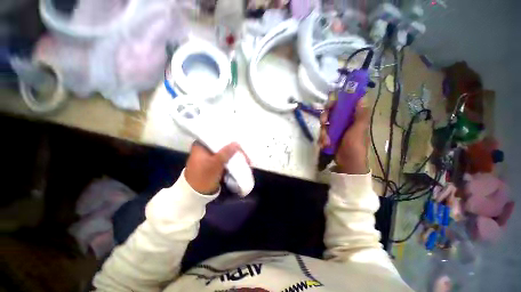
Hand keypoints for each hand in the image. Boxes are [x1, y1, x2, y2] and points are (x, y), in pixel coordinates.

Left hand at [185, 142, 249, 194]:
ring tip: (244, 155)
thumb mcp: (214, 164)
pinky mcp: (214, 163)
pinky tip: (240, 160)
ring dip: (233, 154)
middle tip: (243, 150)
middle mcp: (205, 148)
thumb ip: (226, 153)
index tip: (238, 140)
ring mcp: (210, 156)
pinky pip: (225, 158)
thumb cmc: (202, 176)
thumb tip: (237, 143)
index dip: (227, 137)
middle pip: (222, 144)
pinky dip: (231, 159)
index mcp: (201, 145)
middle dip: (233, 147)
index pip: (216, 136)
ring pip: (224, 151)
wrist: (196, 194)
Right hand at [318, 100, 369, 174]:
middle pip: (331, 113)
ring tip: (326, 141)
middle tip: (323, 122)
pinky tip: (325, 145)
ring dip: (323, 132)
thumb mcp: (359, 130)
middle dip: (325, 117)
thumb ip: (360, 115)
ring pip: (325, 124)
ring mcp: (335, 130)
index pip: (344, 105)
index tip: (330, 103)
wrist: (347, 164)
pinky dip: (322, 139)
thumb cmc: (355, 146)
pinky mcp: (329, 137)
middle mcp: (344, 123)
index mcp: (353, 119)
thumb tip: (362, 97)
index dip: (337, 102)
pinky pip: (322, 134)